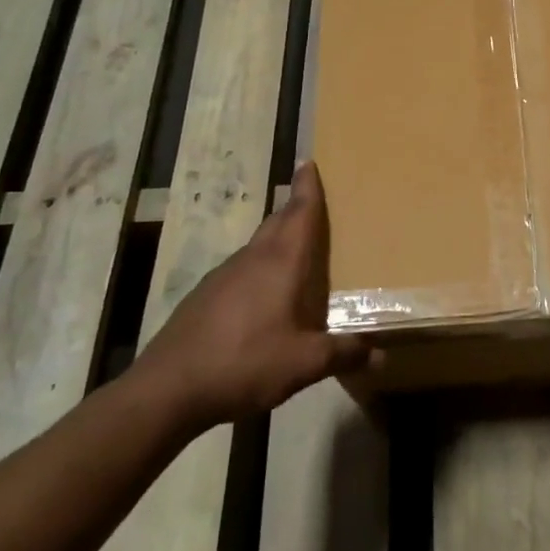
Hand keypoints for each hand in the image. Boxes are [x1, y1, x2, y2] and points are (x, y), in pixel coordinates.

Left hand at [129, 162, 369, 431]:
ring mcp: (223, 276)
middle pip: (278, 222)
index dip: (308, 187)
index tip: (310, 162)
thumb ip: (344, 355)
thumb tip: (382, 356)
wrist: (168, 388)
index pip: (299, 212)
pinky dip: (261, 268)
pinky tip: (265, 297)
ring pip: (259, 246)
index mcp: (281, 263)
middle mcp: (253, 259)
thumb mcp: (304, 363)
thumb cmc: (244, 362)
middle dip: (296, 208)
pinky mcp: (205, 296)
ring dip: (279, 240)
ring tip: (298, 252)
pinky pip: (243, 269)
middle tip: (315, 203)